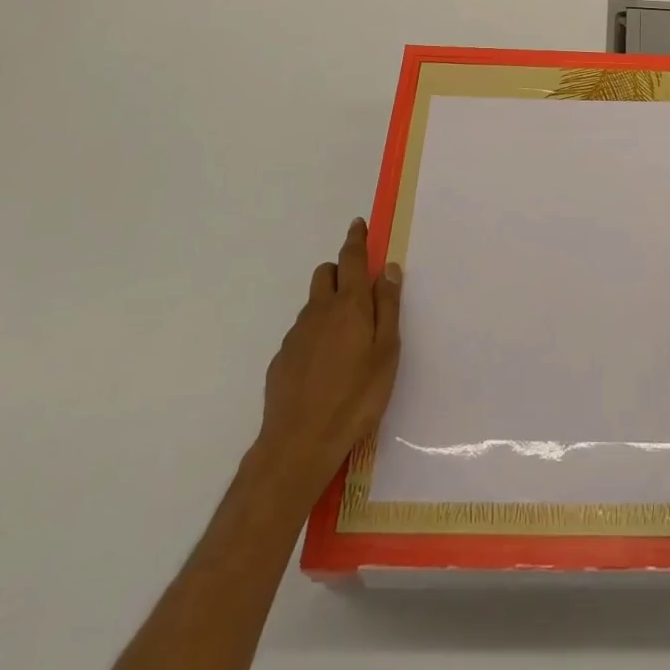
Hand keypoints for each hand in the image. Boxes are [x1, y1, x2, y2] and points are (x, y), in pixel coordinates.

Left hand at [256, 218, 402, 504]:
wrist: (298, 444)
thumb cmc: (356, 397)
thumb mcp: (386, 352)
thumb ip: (387, 307)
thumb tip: (387, 269)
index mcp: (348, 305)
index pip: (351, 259)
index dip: (356, 239)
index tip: (358, 224)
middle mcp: (318, 311)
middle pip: (325, 274)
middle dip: (340, 271)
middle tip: (359, 292)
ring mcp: (296, 335)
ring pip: (313, 304)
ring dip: (329, 304)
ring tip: (346, 337)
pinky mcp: (282, 359)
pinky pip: (302, 332)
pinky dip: (316, 333)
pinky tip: (326, 365)